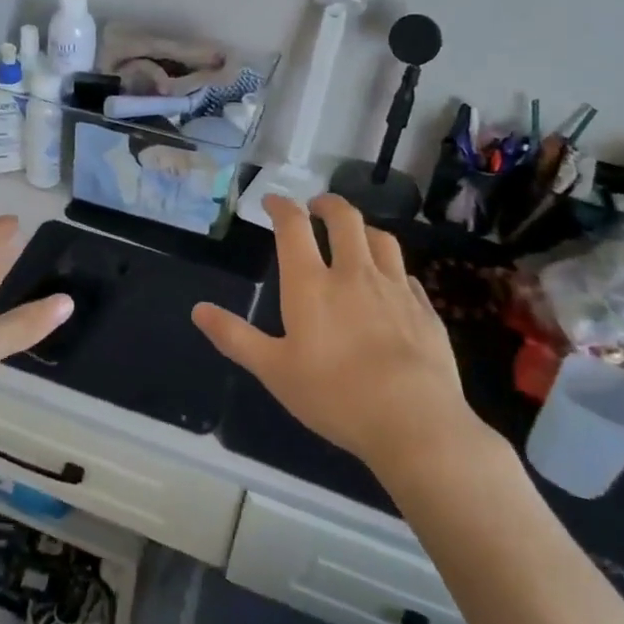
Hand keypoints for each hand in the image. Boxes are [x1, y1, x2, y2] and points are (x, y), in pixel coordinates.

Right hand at [191, 194, 495, 477]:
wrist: (415, 422)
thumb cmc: (335, 395)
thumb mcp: (273, 370)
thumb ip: (235, 337)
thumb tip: (198, 310)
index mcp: (311, 284)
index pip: (293, 227)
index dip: (281, 206)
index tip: (272, 201)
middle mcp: (354, 274)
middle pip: (344, 219)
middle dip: (328, 204)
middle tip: (316, 206)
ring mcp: (395, 289)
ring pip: (381, 239)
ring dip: (363, 228)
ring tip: (355, 234)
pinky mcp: (425, 310)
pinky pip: (407, 275)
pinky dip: (393, 269)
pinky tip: (392, 283)